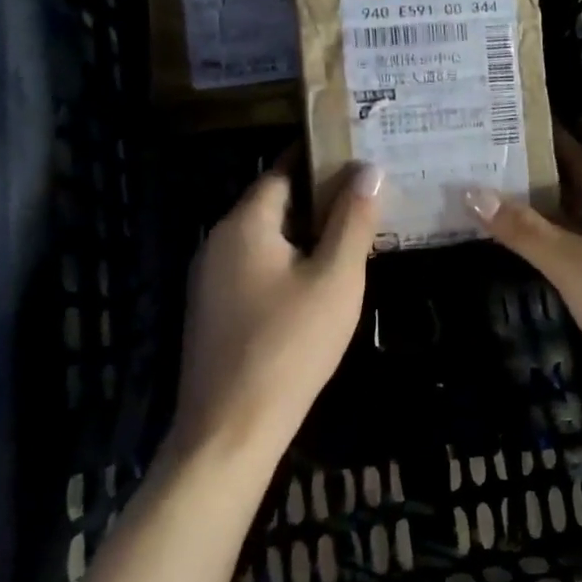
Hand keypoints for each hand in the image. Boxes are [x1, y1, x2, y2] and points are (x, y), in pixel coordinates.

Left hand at [169, 159, 383, 465]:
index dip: (320, 156)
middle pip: (274, 202)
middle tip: (368, 192)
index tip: (358, 150)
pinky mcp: (216, 310)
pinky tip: (322, 275)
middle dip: (319, 194)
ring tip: (355, 228)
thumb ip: (353, 220)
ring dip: (307, 229)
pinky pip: (257, 266)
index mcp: (244, 224)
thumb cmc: (289, 346)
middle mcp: (219, 241)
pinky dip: (290, 258)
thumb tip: (370, 169)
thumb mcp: (335, 279)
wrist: (230, 432)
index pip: (282, 169)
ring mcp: (212, 278)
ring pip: (267, 237)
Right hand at [466, 129, 581, 401]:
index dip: (548, 144)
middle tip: (496, 169)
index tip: (511, 130)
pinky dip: (569, 244)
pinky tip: (546, 253)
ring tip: (509, 205)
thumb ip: (524, 230)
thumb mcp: (571, 265)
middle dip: (543, 181)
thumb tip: (473, 192)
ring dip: (555, 216)